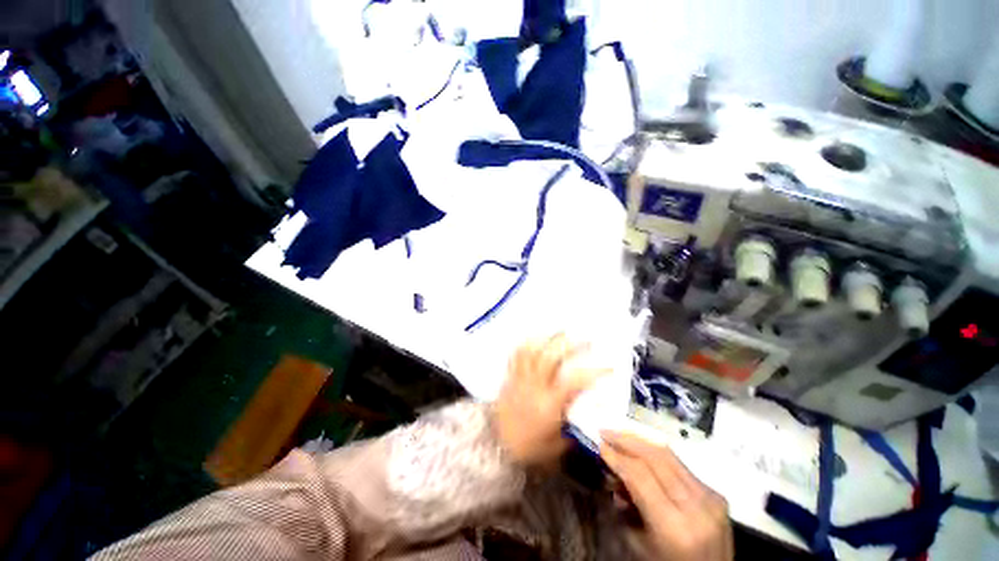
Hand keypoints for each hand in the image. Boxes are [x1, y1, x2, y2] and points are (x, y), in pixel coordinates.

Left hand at [492, 334, 607, 466]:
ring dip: (548, 338)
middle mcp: (534, 386)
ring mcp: (520, 378)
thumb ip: (572, 424)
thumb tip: (586, 410)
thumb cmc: (529, 449)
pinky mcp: (510, 377)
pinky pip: (517, 354)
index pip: (574, 381)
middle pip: (550, 357)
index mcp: (549, 404)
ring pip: (532, 350)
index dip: (594, 372)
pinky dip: (527, 343)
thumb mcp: (557, 444)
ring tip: (561, 331)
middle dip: (569, 344)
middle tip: (585, 338)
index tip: (609, 367)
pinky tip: (537, 337)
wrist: (496, 448)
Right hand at [601, 431, 732, 560]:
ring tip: (619, 435)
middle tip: (605, 431)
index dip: (617, 456)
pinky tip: (641, 451)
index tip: (600, 444)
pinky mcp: (716, 494)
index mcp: (675, 527)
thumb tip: (613, 473)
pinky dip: (656, 454)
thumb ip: (625, 506)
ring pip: (669, 455)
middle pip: (656, 457)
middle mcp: (697, 507)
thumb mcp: (638, 544)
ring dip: (640, 441)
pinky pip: (680, 465)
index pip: (640, 475)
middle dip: (626, 440)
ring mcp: (711, 498)